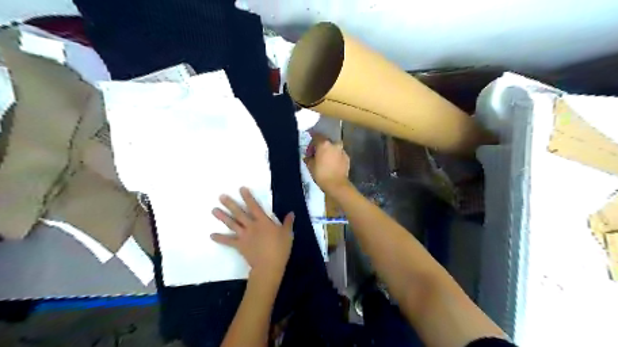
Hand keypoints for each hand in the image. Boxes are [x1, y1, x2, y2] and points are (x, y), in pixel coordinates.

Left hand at [210, 187, 292, 281]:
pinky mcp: (239, 245)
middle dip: (230, 204)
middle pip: (239, 213)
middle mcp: (251, 226)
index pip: (254, 206)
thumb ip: (288, 222)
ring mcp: (244, 235)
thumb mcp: (287, 234)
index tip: (241, 189)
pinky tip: (211, 235)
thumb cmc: (280, 248)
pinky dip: (220, 238)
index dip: (248, 197)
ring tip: (214, 210)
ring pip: (232, 224)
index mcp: (263, 221)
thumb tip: (291, 213)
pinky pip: (228, 241)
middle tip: (221, 197)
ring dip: (222, 217)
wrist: (269, 265)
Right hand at [304, 135, 349, 195]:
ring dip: (329, 151)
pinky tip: (331, 164)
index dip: (311, 141)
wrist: (337, 185)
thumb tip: (308, 157)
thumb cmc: (321, 174)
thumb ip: (308, 158)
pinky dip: (335, 157)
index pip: (316, 136)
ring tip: (324, 160)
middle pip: (326, 141)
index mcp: (324, 144)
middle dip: (320, 147)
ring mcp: (342, 151)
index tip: (309, 149)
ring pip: (333, 148)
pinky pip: (339, 154)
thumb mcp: (310, 166)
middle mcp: (334, 144)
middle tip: (316, 155)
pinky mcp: (347, 158)